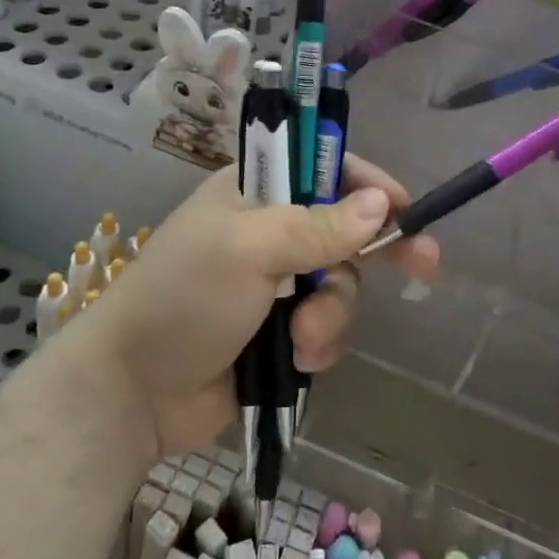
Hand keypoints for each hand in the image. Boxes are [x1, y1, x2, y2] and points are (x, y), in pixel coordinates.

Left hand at [79, 156, 439, 459]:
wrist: (133, 391)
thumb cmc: (184, 297)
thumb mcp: (249, 249)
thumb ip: (316, 227)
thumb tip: (380, 204)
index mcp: (255, 192)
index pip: (323, 167)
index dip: (366, 183)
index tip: (402, 206)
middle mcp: (271, 230)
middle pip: (345, 228)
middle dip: (375, 252)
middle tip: (426, 264)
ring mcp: (278, 284)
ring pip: (342, 285)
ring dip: (331, 313)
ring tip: (302, 336)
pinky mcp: (281, 332)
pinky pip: (327, 327)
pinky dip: (319, 343)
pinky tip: (296, 358)